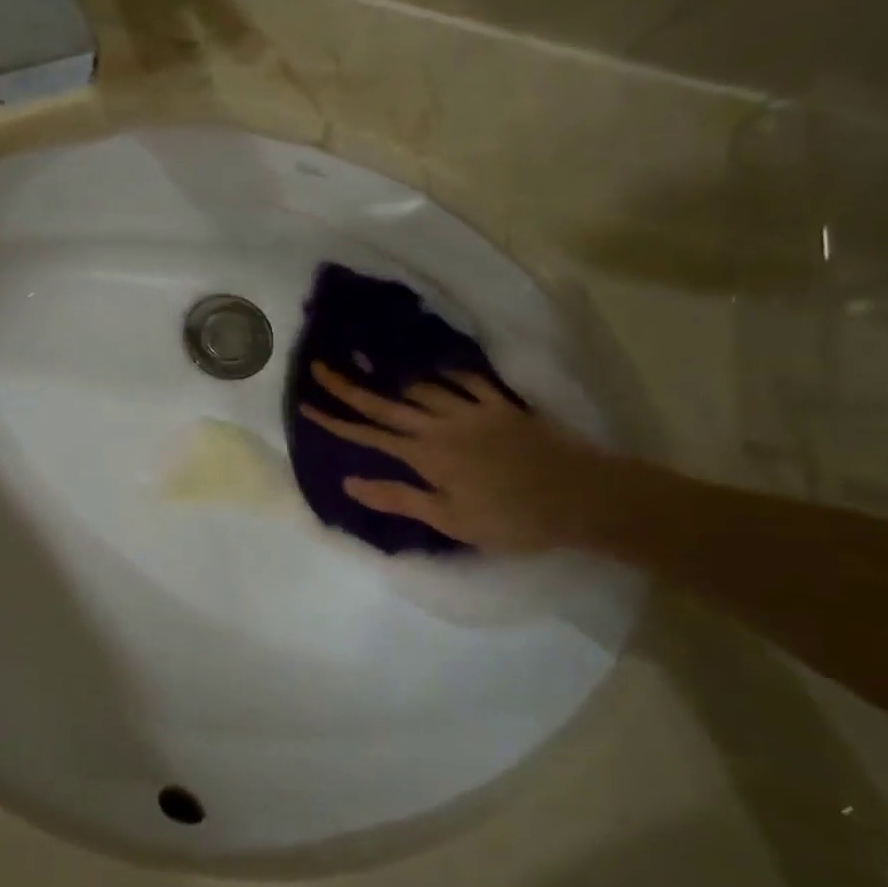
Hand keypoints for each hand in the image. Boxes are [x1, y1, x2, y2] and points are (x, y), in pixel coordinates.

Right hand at [299, 361, 613, 554]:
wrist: (581, 497)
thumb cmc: (513, 519)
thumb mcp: (451, 521)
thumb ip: (400, 497)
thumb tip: (350, 481)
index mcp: (426, 455)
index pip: (368, 434)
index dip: (334, 420)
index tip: (305, 405)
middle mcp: (441, 425)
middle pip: (386, 402)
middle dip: (349, 386)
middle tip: (320, 367)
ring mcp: (473, 411)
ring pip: (421, 388)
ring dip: (392, 378)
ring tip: (370, 366)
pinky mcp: (502, 406)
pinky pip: (467, 381)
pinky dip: (447, 374)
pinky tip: (435, 369)